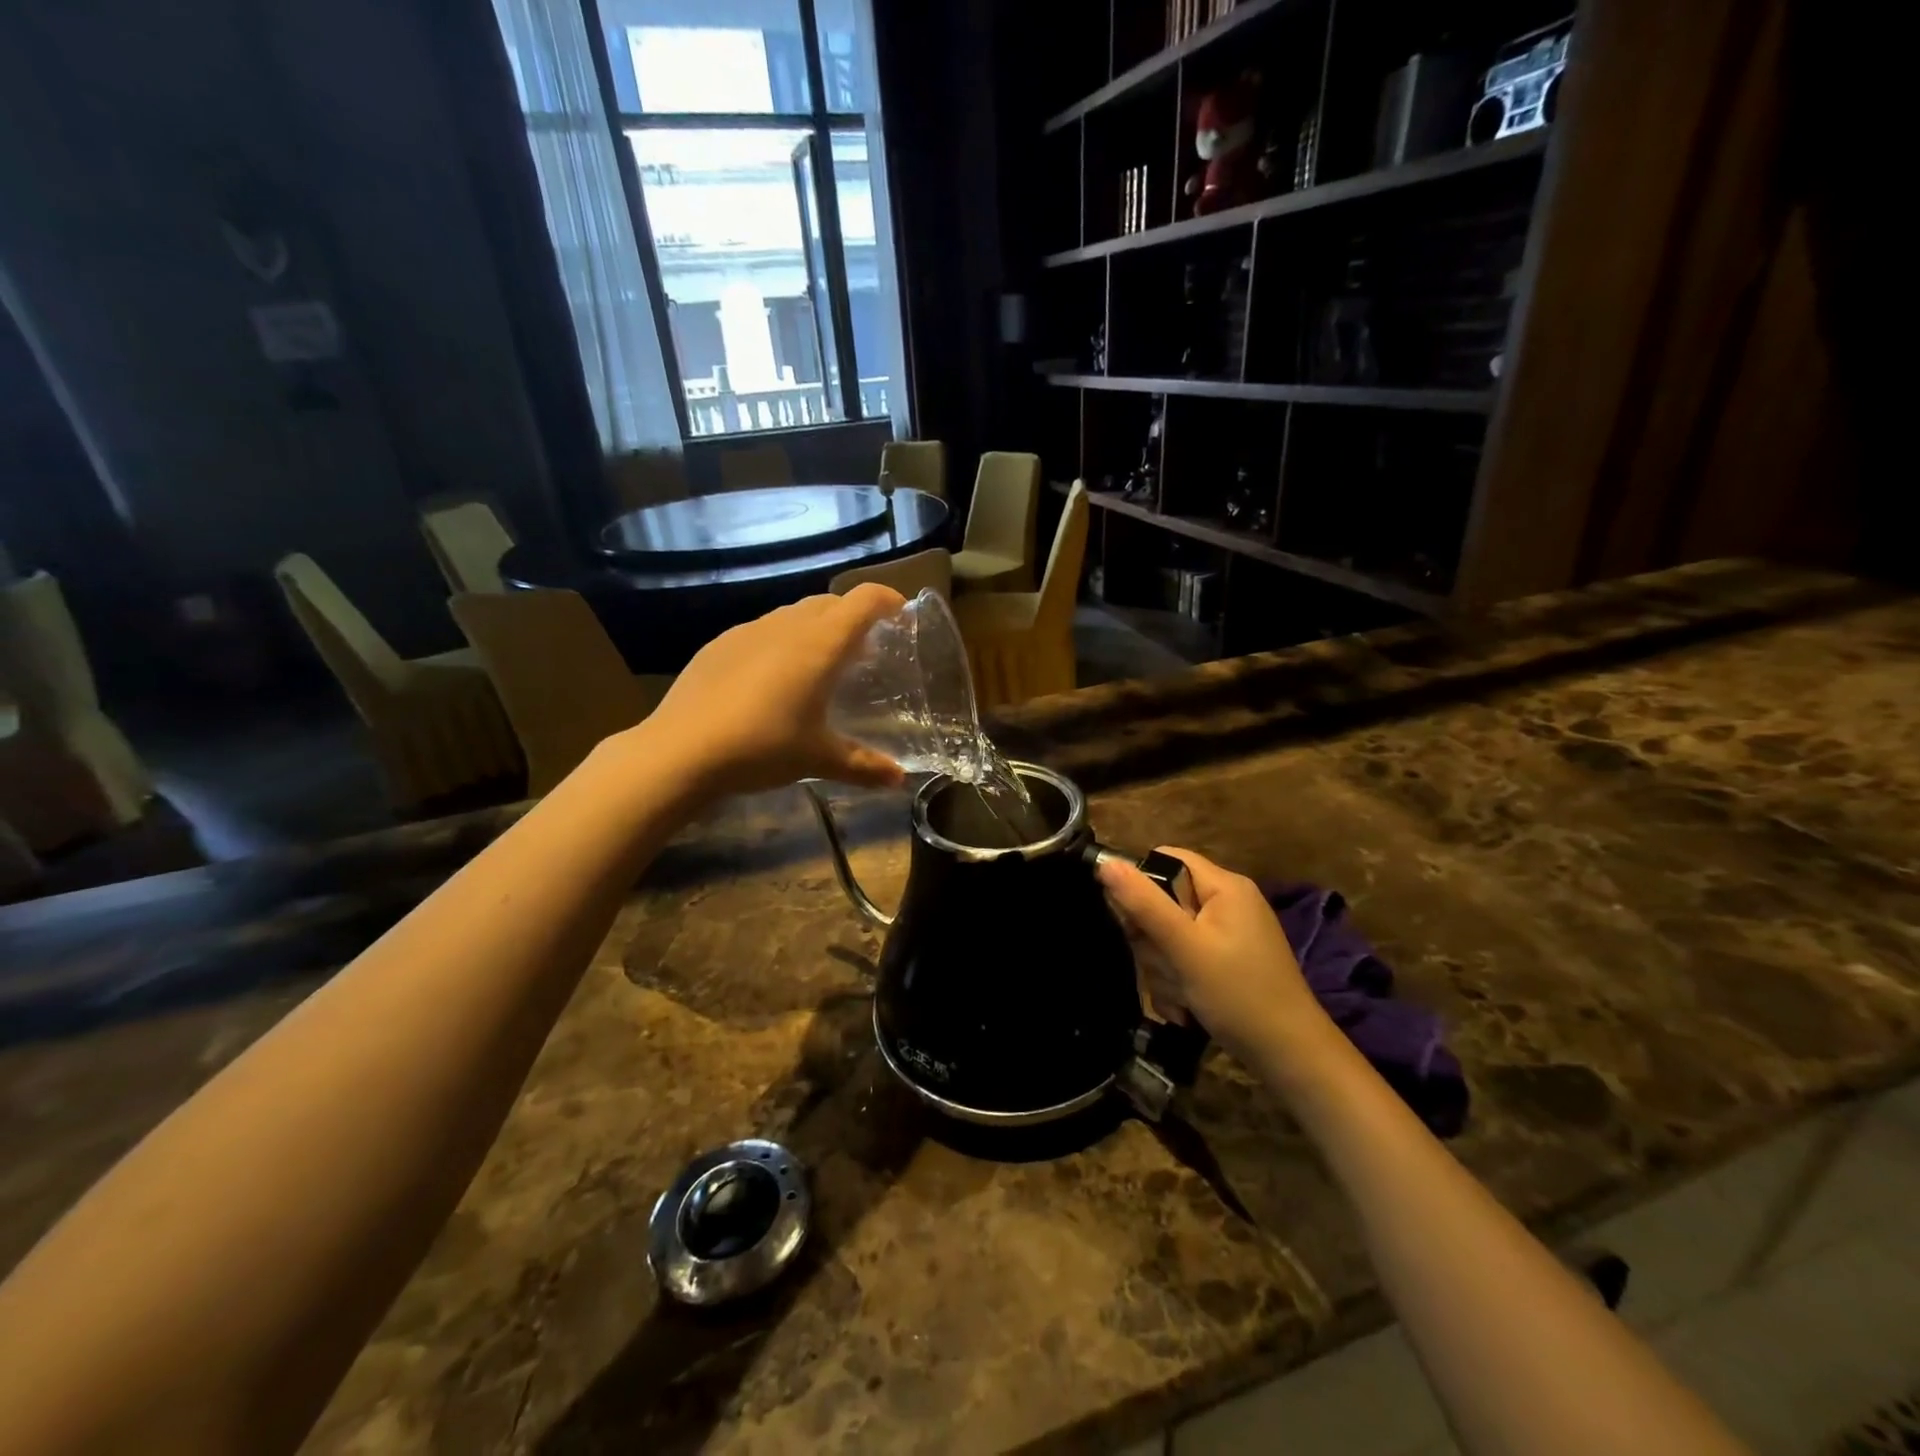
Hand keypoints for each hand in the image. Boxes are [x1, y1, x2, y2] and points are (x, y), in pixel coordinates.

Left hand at [621, 586, 908, 798]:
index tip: (901, 615)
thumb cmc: (764, 746)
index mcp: (820, 643)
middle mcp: (786, 625)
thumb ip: (864, 766)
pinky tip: (771, 681)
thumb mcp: (819, 759)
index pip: (863, 600)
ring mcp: (748, 631)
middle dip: (852, 618)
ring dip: (815, 630)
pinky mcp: (719, 645)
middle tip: (864, 651)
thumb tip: (899, 779)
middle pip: (829, 603)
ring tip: (819, 666)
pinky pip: (762, 632)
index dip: (887, 600)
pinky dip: (781, 644)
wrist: (681, 750)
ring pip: (793, 615)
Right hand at [1097, 847, 1334, 1065]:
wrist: (1291, 1057)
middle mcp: (1227, 903)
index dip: (1141, 883)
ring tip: (1181, 995)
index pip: (1167, 859)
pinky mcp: (1226, 964)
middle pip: (1163, 902)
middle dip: (1155, 941)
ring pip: (1169, 937)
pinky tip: (1186, 1008)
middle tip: (1167, 967)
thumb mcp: (1185, 947)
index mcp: (1224, 886)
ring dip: (1164, 969)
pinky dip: (1179, 983)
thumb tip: (1105, 863)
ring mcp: (1228, 936)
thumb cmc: (1238, 994)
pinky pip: (1185, 960)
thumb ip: (1144, 904)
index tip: (1130, 920)